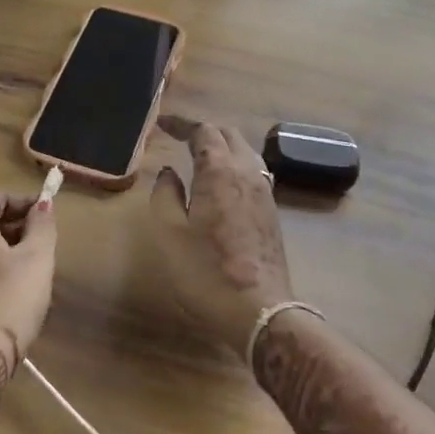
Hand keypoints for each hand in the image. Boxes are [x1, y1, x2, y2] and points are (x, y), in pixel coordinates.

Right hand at [149, 116, 293, 356]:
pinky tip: (222, 181)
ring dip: (222, 145)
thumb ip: (165, 194)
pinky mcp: (272, 212)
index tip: (162, 123)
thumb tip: (169, 172)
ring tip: (200, 154)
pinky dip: (234, 164)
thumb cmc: (205, 271)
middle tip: (180, 136)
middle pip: (229, 135)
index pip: (203, 130)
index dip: (181, 123)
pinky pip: (253, 171)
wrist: (259, 311)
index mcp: (220, 171)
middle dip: (204, 129)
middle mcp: (247, 173)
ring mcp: (265, 192)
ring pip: (245, 152)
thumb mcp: (169, 232)